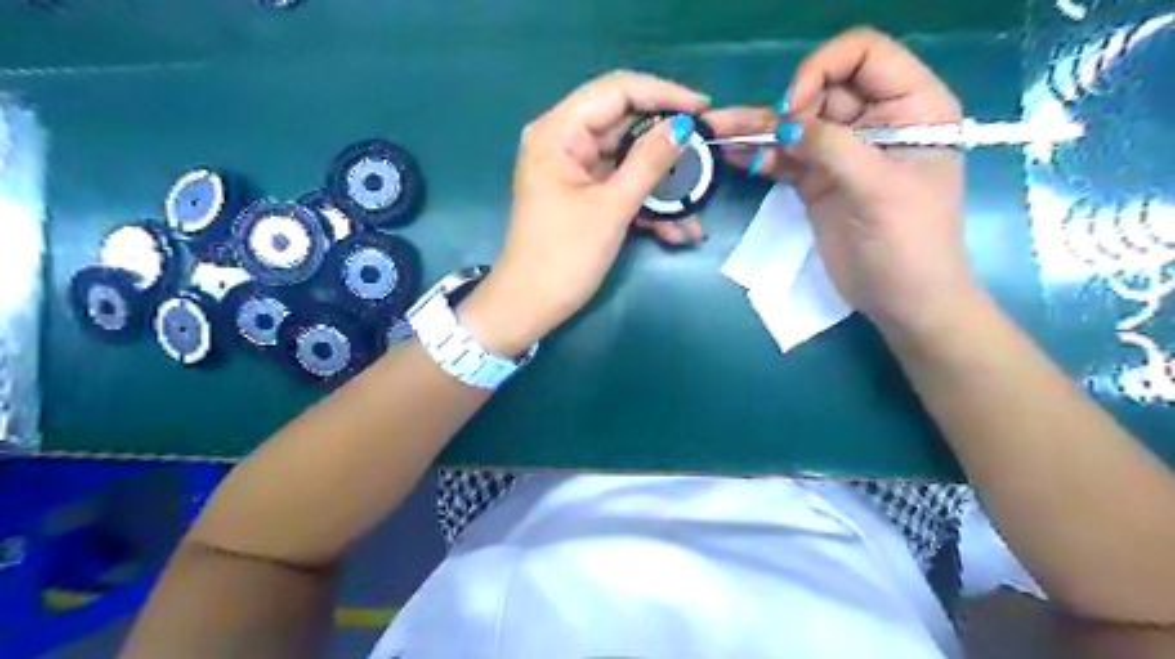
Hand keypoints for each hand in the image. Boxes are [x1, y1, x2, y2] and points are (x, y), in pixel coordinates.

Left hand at [455, 70, 705, 355]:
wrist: (530, 306)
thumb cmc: (564, 256)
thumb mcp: (612, 207)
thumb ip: (649, 163)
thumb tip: (683, 128)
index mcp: (558, 132)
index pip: (616, 90)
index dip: (663, 93)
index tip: (703, 109)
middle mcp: (563, 142)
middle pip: (625, 125)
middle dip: (667, 146)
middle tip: (707, 155)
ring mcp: (574, 171)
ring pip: (628, 161)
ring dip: (662, 184)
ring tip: (697, 205)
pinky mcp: (583, 195)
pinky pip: (621, 187)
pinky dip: (647, 204)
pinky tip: (677, 230)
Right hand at [706, 27, 973, 339]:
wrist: (900, 299)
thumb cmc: (909, 242)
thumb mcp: (877, 188)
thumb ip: (831, 148)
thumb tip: (784, 122)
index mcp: (910, 107)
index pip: (864, 55)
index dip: (823, 70)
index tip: (794, 108)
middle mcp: (875, 121)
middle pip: (822, 89)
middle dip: (785, 105)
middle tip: (759, 132)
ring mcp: (842, 153)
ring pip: (796, 126)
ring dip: (758, 127)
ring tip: (718, 129)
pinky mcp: (817, 181)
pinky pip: (785, 158)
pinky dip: (760, 155)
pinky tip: (733, 154)